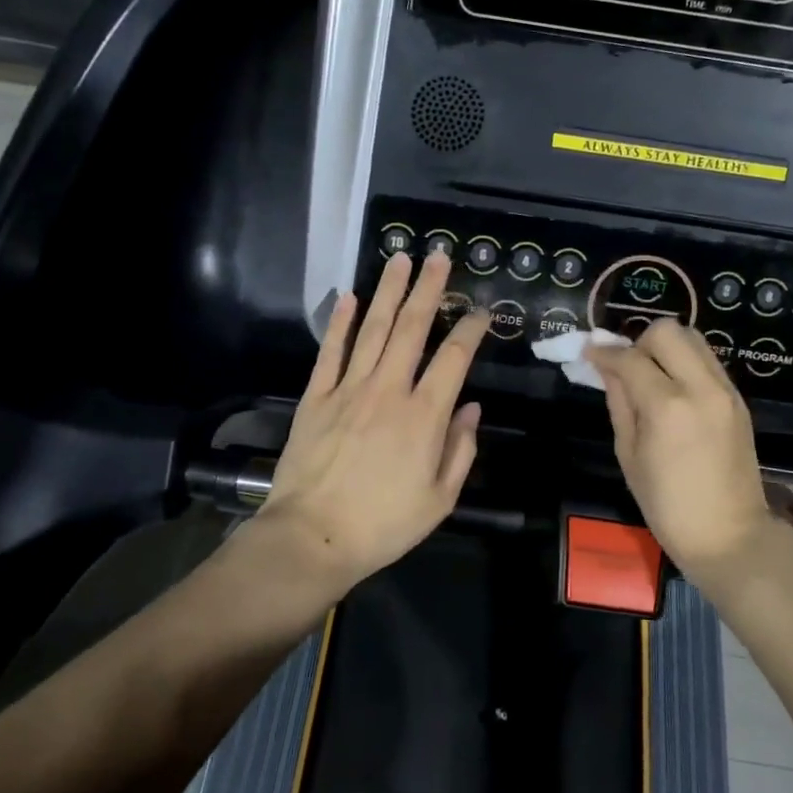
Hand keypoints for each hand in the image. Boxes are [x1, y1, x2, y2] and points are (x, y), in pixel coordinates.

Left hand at [261, 251, 489, 588]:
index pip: (454, 358)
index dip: (470, 329)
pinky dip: (341, 322)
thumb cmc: (384, 524)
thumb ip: (460, 448)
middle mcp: (389, 390)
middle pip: (412, 328)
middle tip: (437, 255)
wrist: (313, 537)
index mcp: (424, 415)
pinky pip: (331, 352)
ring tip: (399, 259)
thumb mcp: (440, 498)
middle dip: (428, 288)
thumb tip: (471, 407)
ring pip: (374, 329)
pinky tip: (350, 296)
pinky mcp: (317, 397)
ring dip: (388, 291)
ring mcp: (349, 389)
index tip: (479, 311)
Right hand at [586, 320, 786, 581]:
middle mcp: (700, 387)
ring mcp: (725, 391)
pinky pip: (707, 361)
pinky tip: (673, 390)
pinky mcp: (738, 399)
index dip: (604, 352)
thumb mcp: (628, 454)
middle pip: (667, 331)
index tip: (588, 352)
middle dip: (639, 341)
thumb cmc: (667, 505)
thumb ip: (619, 402)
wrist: (729, 535)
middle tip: (627, 367)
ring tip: (651, 376)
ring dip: (665, 347)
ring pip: (692, 338)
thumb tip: (606, 368)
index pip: (630, 358)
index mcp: (667, 407)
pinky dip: (685, 363)